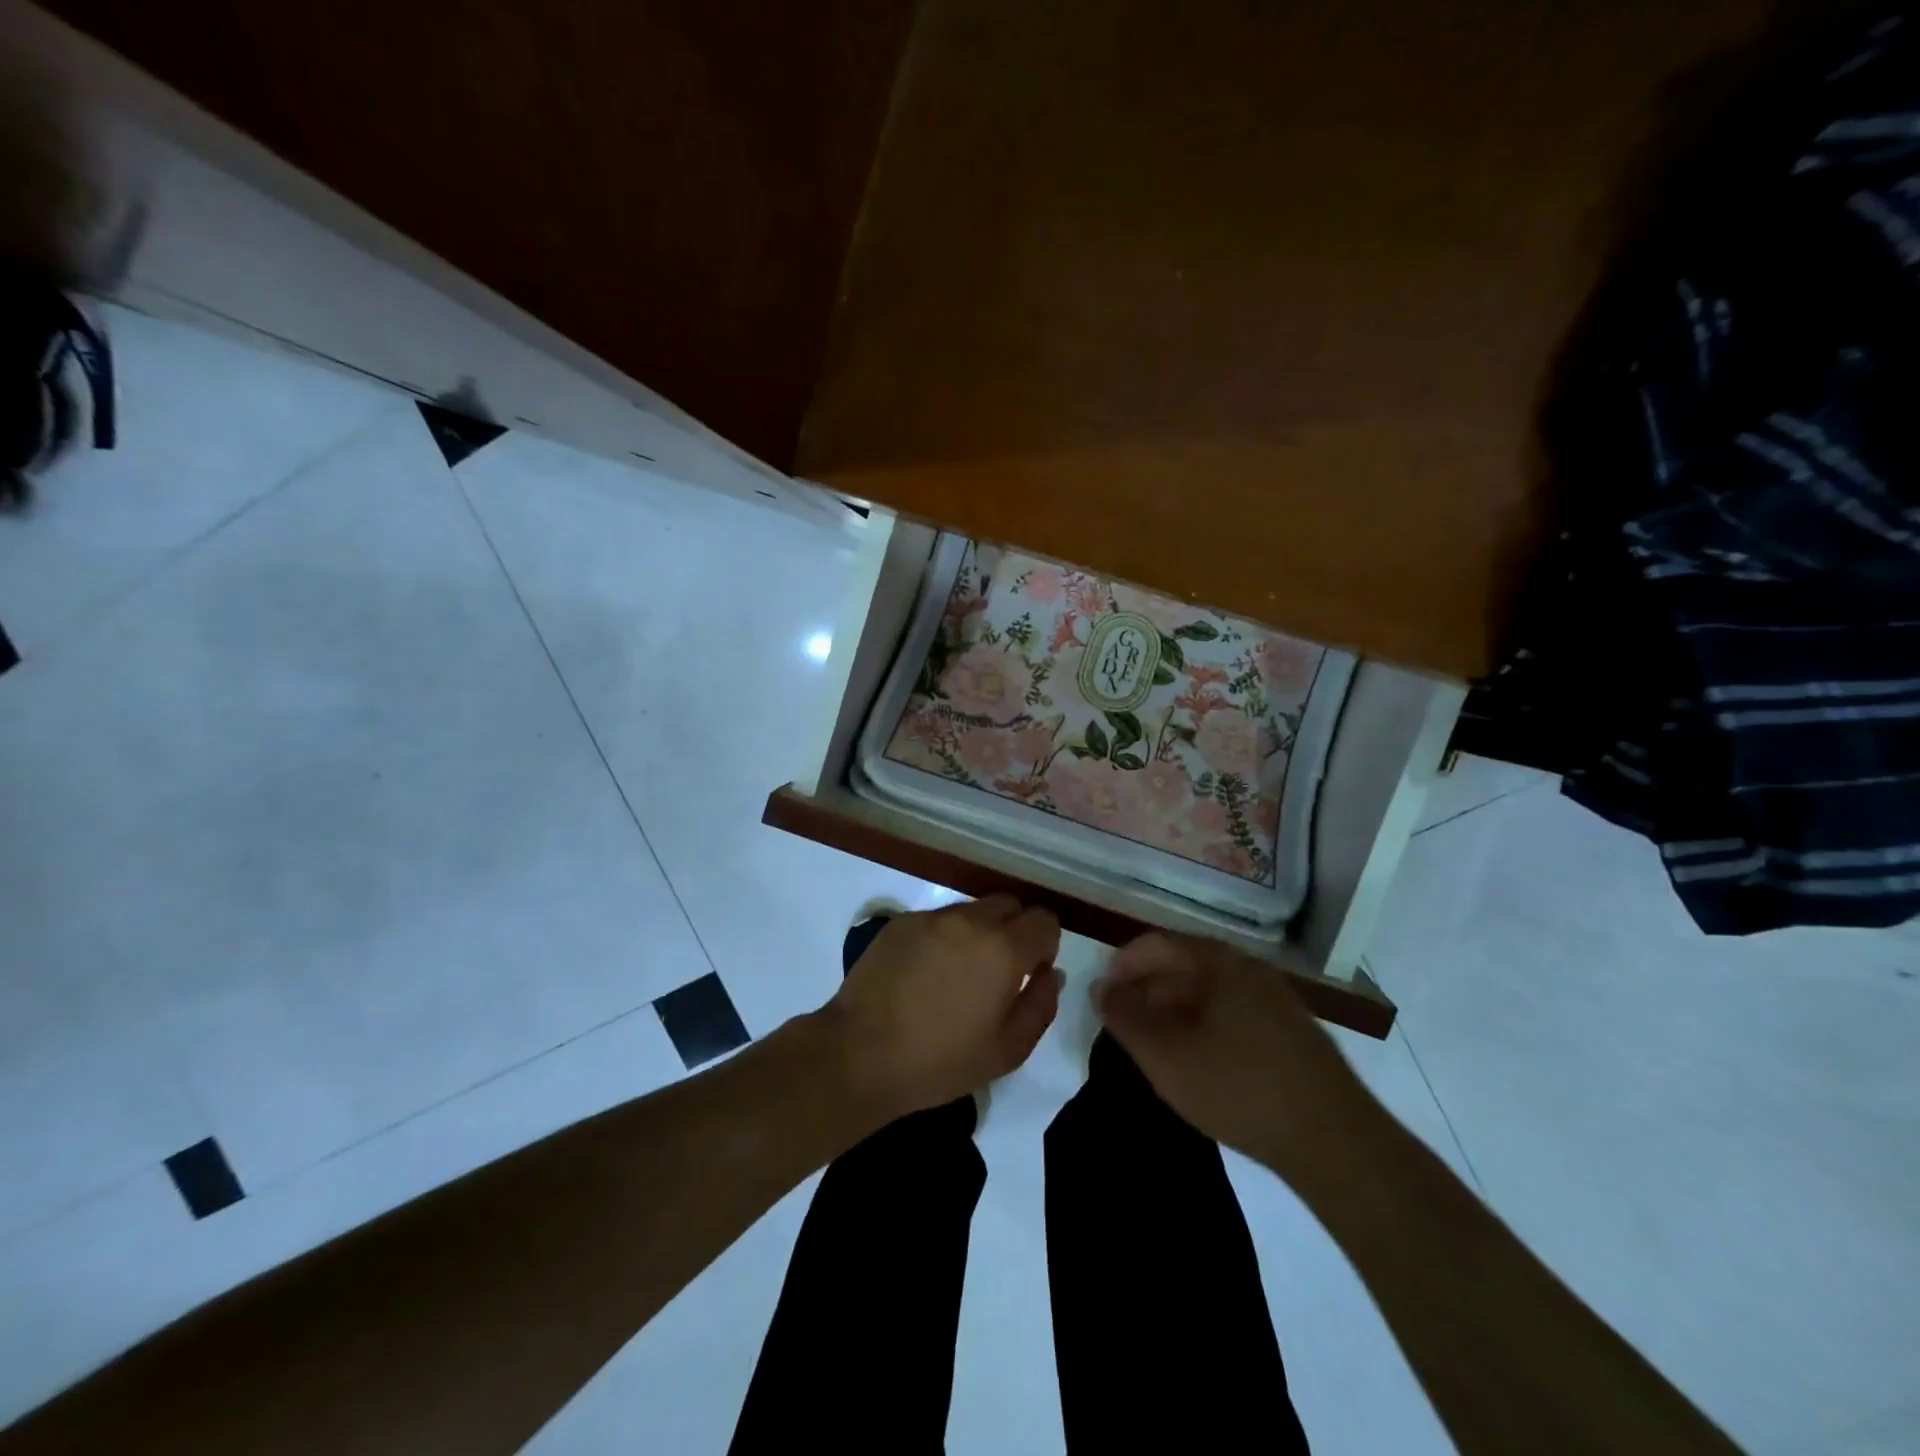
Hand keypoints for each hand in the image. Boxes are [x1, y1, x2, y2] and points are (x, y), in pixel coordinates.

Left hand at [824, 897, 1063, 1120]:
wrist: (861, 1054)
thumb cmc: (940, 1061)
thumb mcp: (1007, 1050)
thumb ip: (1040, 1005)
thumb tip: (1050, 974)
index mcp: (1003, 949)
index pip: (1043, 920)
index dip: (1045, 944)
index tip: (1031, 972)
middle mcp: (970, 920)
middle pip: (1009, 905)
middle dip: (1015, 930)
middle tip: (999, 971)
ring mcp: (931, 918)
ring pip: (972, 910)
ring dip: (978, 932)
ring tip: (959, 974)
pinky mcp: (900, 923)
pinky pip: (937, 920)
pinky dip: (944, 937)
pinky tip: (926, 973)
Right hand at [1095, 932, 1375, 1181]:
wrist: (1336, 1142)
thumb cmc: (1240, 1088)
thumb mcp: (1166, 1056)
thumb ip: (1126, 1018)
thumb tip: (1101, 989)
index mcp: (1220, 962)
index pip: (1157, 944)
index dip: (1122, 966)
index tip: (1102, 997)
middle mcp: (1249, 969)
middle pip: (1183, 965)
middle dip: (1146, 990)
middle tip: (1122, 1025)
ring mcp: (1275, 1000)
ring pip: (1208, 992)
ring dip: (1172, 1011)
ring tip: (1153, 1046)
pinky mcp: (1290, 1033)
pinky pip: (1231, 1013)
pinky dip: (1202, 1026)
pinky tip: (1196, 1062)